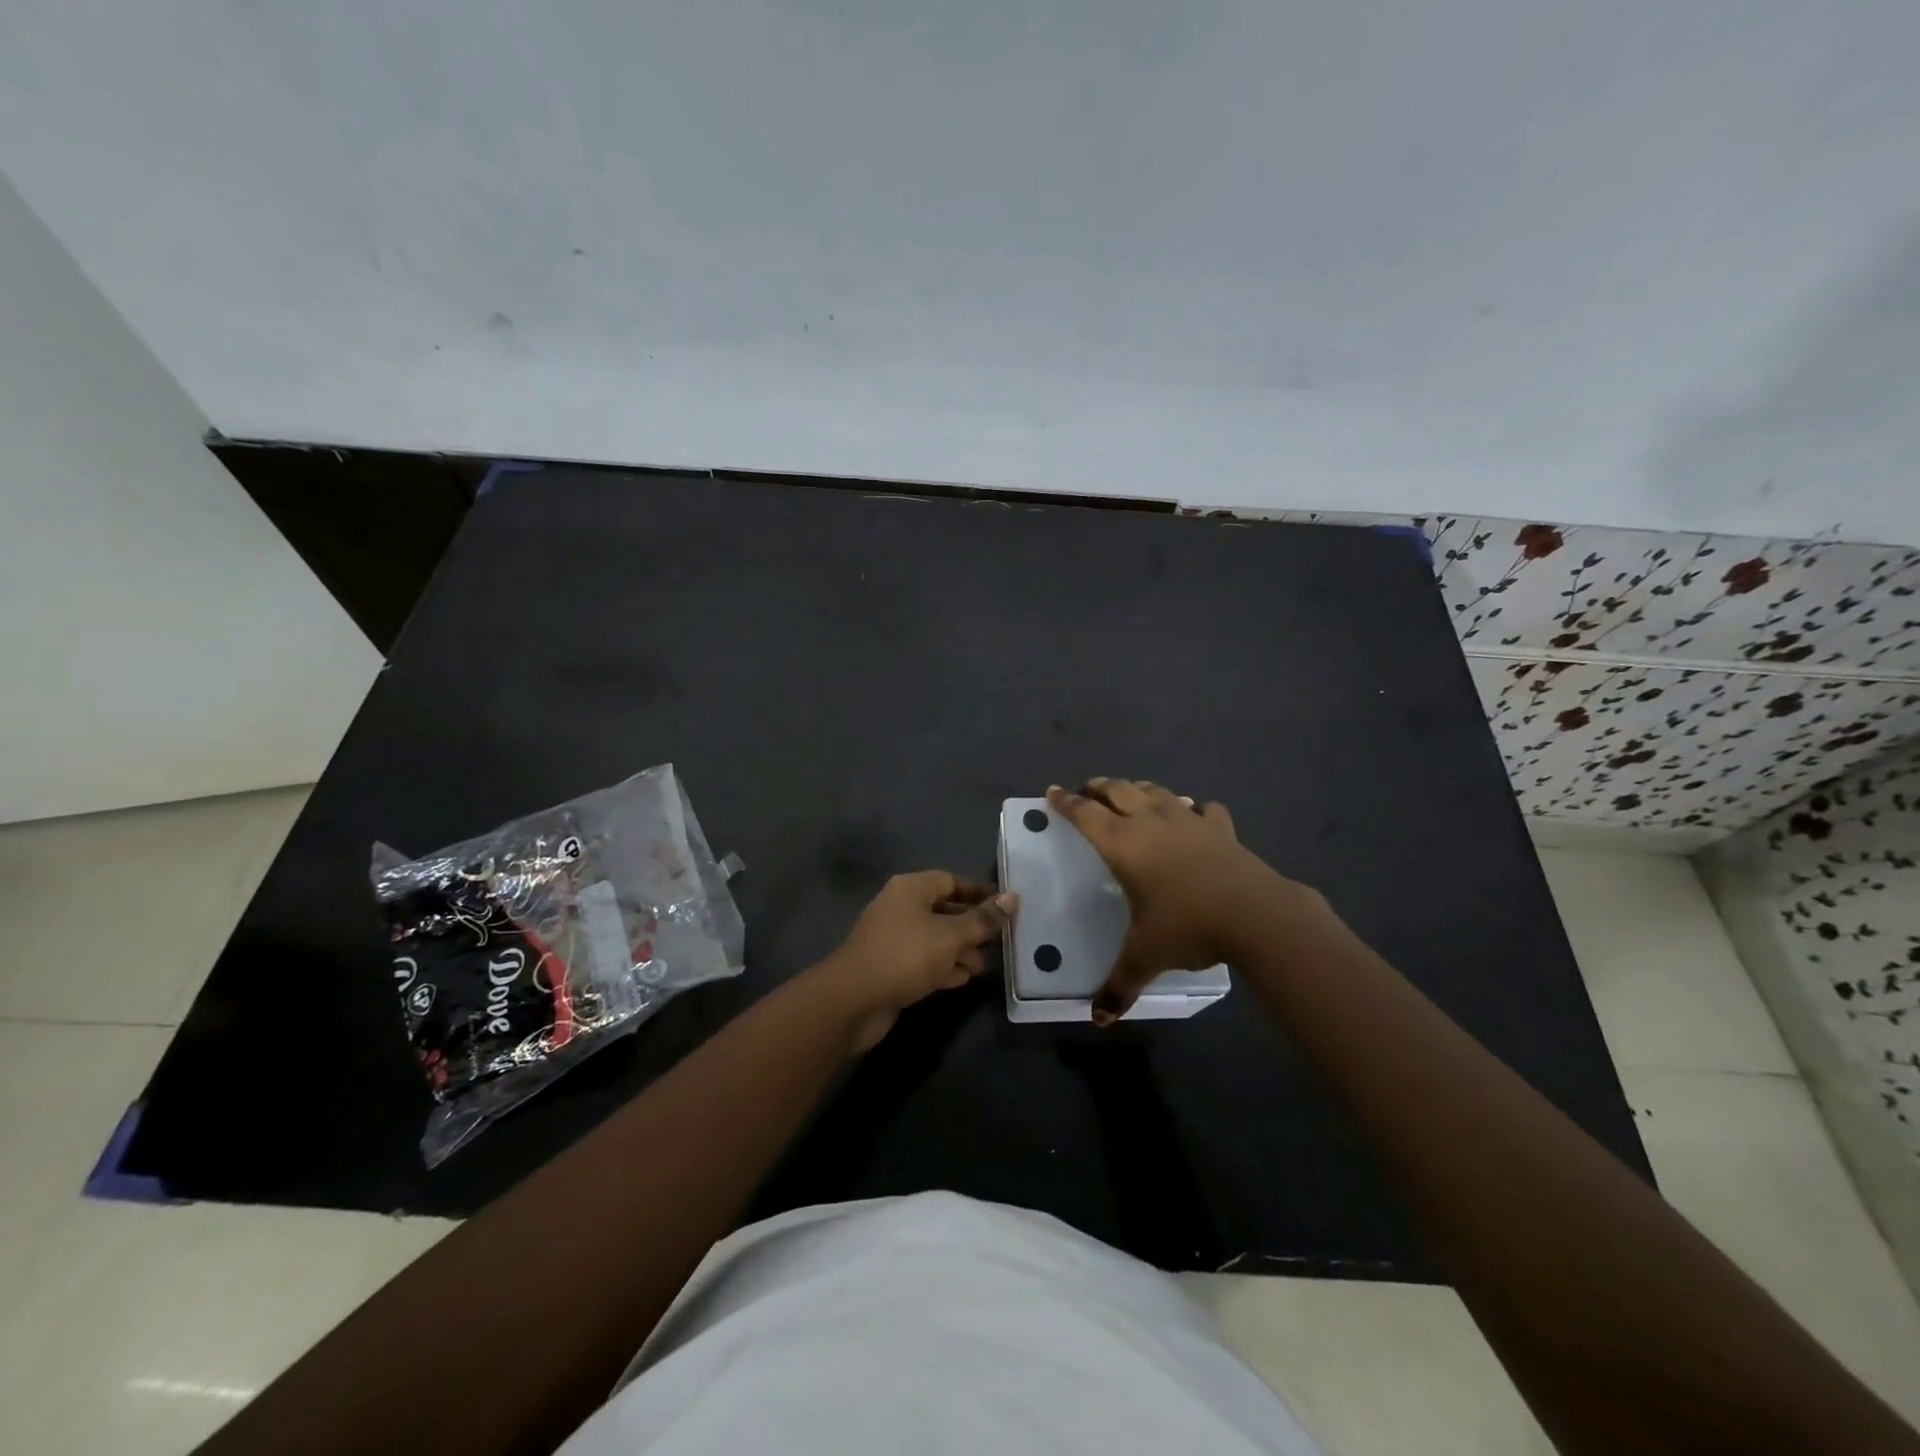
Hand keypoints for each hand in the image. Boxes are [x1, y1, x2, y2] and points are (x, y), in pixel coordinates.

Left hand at [816, 871, 1017, 1052]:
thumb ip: (982, 919)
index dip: (978, 892)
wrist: (854, 999)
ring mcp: (894, 938)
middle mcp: (901, 907)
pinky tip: (963, 978)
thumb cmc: (906, 955)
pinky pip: (924, 959)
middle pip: (944, 909)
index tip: (1005, 905)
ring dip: (960, 949)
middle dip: (972, 925)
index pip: (951, 881)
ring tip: (984, 966)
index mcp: (911, 888)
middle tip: (1000, 940)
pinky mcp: (891, 966)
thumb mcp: (951, 936)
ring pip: (935, 937)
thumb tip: (1012, 898)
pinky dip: (944, 966)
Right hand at [1046, 778, 1306, 1024]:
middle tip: (1087, 791)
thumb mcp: (1146, 956)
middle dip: (1098, 787)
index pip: (1084, 814)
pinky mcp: (1221, 828)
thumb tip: (1098, 1018)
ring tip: (1131, 794)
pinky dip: (1191, 808)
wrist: (1256, 914)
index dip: (1065, 802)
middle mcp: (1151, 822)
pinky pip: (1201, 808)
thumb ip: (1119, 984)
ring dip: (1138, 789)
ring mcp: (1188, 821)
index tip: (1052, 791)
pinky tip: (1192, 815)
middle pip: (1117, 790)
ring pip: (1156, 790)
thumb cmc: (1188, 926)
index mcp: (1122, 844)